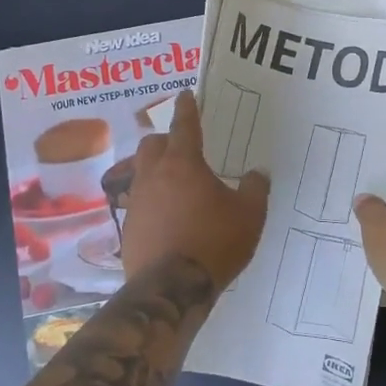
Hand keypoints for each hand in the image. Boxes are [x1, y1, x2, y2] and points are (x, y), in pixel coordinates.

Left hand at [118, 94, 268, 290]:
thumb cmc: (214, 243)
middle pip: (152, 144)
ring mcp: (136, 202)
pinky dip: (153, 202)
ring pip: (141, 173)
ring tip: (177, 185)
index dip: (186, 108)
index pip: (184, 125)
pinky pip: (139, 203)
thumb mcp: (249, 215)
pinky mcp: (128, 228)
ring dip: (156, 171)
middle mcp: (153, 176)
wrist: (171, 289)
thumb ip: (255, 189)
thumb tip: (256, 173)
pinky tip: (168, 218)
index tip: (185, 95)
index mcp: (183, 163)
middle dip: (165, 139)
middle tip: (183, 147)